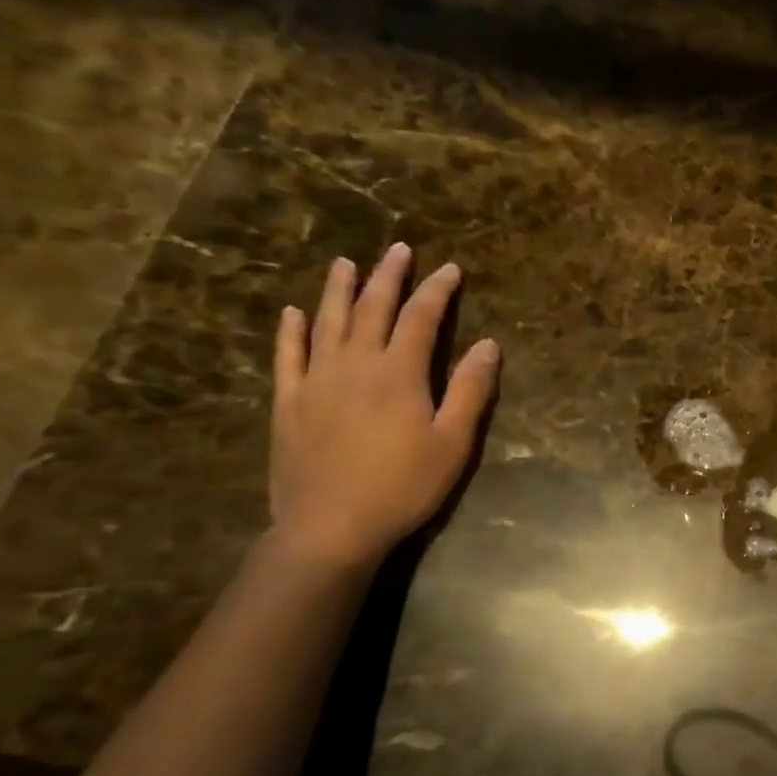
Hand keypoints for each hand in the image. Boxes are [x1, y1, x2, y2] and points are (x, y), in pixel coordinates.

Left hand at [269, 244, 499, 568]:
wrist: (331, 526)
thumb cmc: (403, 487)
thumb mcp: (453, 443)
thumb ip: (470, 390)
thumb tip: (488, 344)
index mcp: (399, 373)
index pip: (420, 317)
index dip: (437, 291)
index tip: (450, 269)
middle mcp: (355, 364)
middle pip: (372, 308)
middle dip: (389, 276)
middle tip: (398, 249)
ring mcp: (316, 380)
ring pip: (327, 322)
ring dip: (338, 289)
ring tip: (346, 263)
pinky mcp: (289, 402)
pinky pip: (288, 356)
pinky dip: (291, 330)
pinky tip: (293, 313)